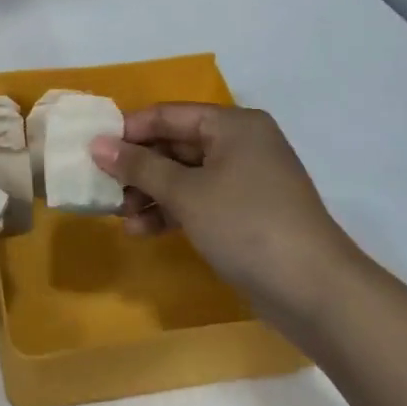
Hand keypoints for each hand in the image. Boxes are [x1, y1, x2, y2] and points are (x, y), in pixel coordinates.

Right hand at [89, 104, 364, 314]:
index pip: (168, 115)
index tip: (92, 150)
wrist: (314, 290)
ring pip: (184, 177)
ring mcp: (244, 181)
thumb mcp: (186, 193)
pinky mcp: (244, 214)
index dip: (128, 130)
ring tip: (119, 215)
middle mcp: (240, 145)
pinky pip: (198, 202)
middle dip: (137, 168)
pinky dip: (170, 212)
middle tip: (102, 187)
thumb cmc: (246, 225)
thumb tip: (97, 144)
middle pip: (175, 145)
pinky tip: (141, 231)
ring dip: (150, 194)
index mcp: (233, 125)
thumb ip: (139, 166)